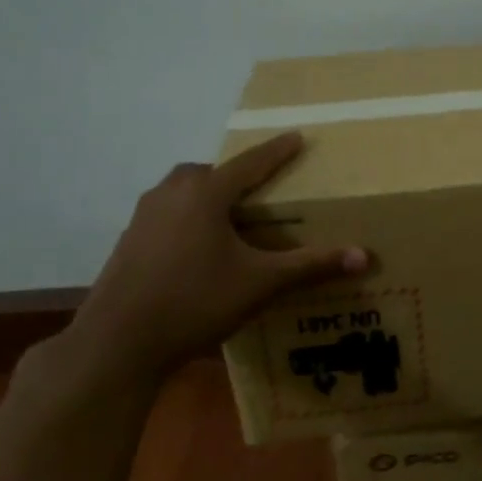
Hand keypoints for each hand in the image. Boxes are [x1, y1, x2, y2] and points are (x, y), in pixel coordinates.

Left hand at [60, 132, 366, 385]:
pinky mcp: (129, 239)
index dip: (277, 151)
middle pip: (211, 173)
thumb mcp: (261, 283)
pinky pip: (168, 213)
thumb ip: (311, 266)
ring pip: (185, 191)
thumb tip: (364, 256)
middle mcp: (171, 193)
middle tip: (262, 189)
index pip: (251, 163)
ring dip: (209, 195)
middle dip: (237, 175)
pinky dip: (189, 217)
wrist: (118, 343)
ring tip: (233, 218)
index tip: (296, 137)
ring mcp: (144, 216)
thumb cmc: (195, 302)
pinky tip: (199, 246)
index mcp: (205, 193)